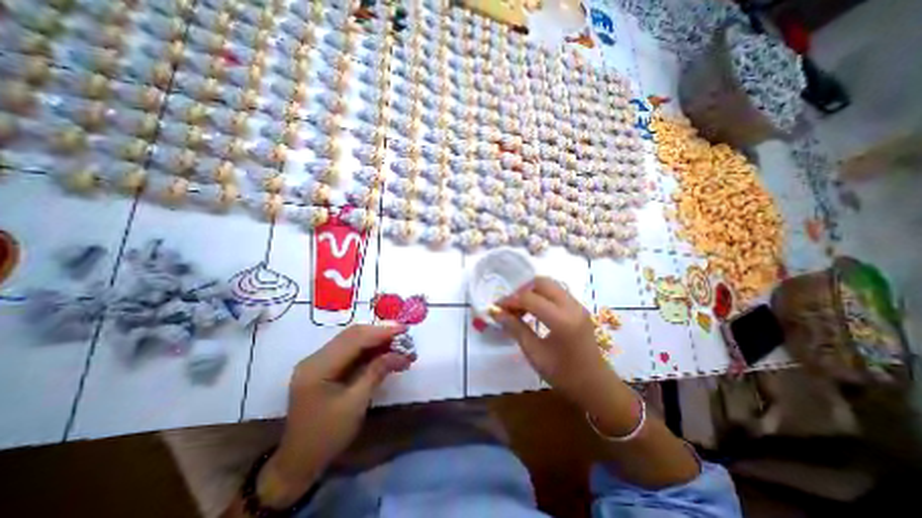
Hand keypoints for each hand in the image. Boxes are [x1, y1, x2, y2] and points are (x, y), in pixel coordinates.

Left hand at [255, 326, 410, 506]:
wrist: (298, 463)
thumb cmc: (326, 436)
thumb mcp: (355, 404)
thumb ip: (377, 372)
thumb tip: (401, 353)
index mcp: (318, 367)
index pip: (354, 339)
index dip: (381, 332)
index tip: (404, 330)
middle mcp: (316, 358)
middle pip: (353, 335)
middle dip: (381, 334)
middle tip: (405, 336)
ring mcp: (319, 361)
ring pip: (353, 340)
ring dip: (377, 341)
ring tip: (399, 345)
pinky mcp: (325, 367)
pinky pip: (351, 351)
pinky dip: (370, 350)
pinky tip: (385, 353)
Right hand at [494, 278, 622, 415]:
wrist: (596, 386)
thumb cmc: (564, 375)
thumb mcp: (535, 353)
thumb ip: (515, 328)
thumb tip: (496, 312)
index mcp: (562, 320)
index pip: (529, 298)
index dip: (510, 300)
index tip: (496, 308)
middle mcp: (572, 306)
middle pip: (541, 282)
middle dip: (521, 290)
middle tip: (510, 306)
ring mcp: (578, 305)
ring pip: (550, 284)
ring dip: (531, 291)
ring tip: (519, 309)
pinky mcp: (579, 308)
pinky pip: (556, 292)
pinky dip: (541, 296)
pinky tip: (533, 311)